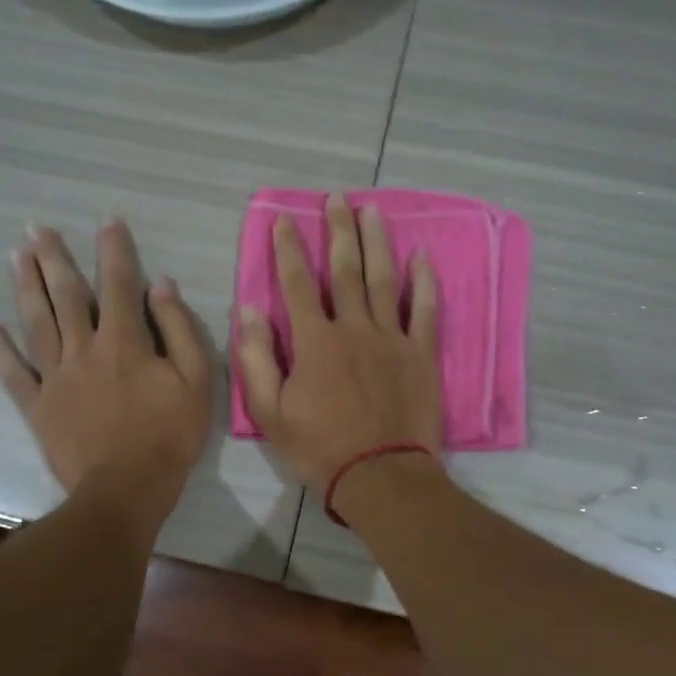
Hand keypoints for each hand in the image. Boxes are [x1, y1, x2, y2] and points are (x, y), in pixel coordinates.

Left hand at [0, 221, 212, 526]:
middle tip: (37, 228)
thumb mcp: (196, 381)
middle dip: (54, 258)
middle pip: (67, 295)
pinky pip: (12, 373)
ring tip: (15, 255)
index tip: (108, 221)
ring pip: (37, 322)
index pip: (120, 284)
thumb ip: (180, 329)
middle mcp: (84, 348)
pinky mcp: (38, 405)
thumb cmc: (169, 435)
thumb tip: (162, 286)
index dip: (115, 250)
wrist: (127, 488)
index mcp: (124, 341)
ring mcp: (55, 377)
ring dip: (26, 286)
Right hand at [235, 194, 443, 498]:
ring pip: (384, 280)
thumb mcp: (270, 413)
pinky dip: (423, 283)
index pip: (297, 284)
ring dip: (377, 242)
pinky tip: (422, 257)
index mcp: (315, 342)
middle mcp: (354, 328)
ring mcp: (392, 339)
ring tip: (373, 211)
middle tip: (338, 198)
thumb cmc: (319, 448)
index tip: (284, 221)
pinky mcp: (421, 355)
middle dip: (339, 230)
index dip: (288, 250)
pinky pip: (425, 311)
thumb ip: (256, 360)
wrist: (380, 476)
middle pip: (346, 270)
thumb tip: (250, 311)